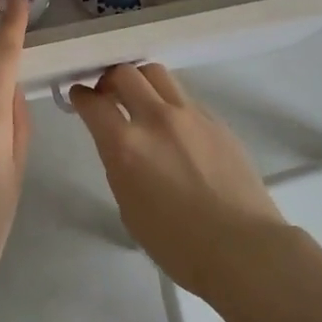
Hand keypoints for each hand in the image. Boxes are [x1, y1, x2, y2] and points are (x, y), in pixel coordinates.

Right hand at [69, 64, 289, 296]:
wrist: (242, 248)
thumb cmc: (177, 244)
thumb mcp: (129, 208)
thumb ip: (120, 165)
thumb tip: (123, 146)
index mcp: (126, 145)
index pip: (93, 102)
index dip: (80, 96)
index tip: (79, 97)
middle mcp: (156, 119)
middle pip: (125, 73)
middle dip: (109, 80)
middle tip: (107, 95)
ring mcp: (190, 115)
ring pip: (157, 74)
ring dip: (141, 81)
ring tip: (140, 100)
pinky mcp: (216, 120)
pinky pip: (185, 97)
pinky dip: (170, 102)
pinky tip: (175, 128)